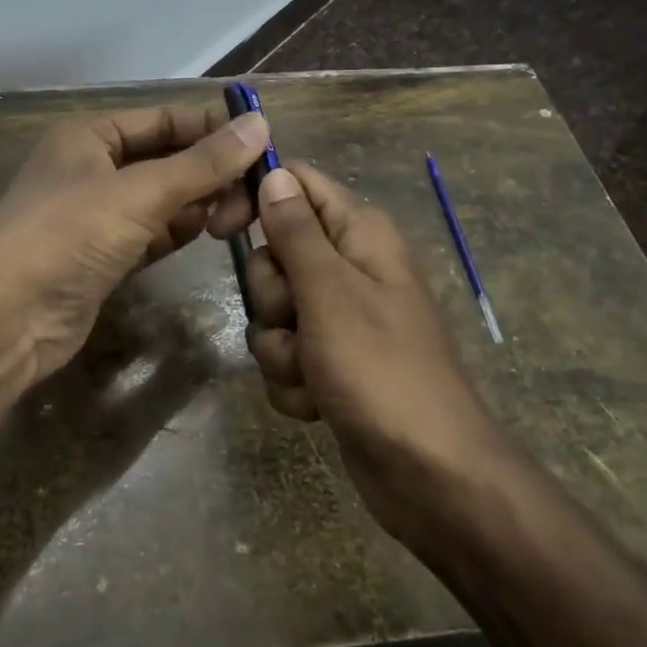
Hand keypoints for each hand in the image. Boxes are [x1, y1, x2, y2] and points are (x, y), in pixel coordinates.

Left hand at [0, 105, 270, 383]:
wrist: (4, 319)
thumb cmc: (67, 235)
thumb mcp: (139, 192)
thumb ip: (202, 163)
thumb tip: (260, 127)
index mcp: (90, 136)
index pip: (165, 119)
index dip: (213, 128)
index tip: (264, 145)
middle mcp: (92, 169)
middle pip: (167, 159)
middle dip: (211, 171)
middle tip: (257, 194)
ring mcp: (96, 217)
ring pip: (162, 199)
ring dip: (199, 203)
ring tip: (239, 215)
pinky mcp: (103, 258)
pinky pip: (153, 234)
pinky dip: (180, 231)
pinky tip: (210, 233)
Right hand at [213, 162, 505, 541]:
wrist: (428, 472)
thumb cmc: (379, 369)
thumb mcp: (330, 291)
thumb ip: (296, 230)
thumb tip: (274, 173)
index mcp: (360, 234)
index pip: (296, 184)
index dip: (256, 197)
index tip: (218, 228)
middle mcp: (350, 267)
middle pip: (276, 254)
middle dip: (272, 296)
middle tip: (298, 319)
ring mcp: (340, 318)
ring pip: (274, 311)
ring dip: (280, 347)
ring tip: (312, 373)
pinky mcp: (332, 362)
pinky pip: (286, 353)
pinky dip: (293, 379)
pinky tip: (317, 403)